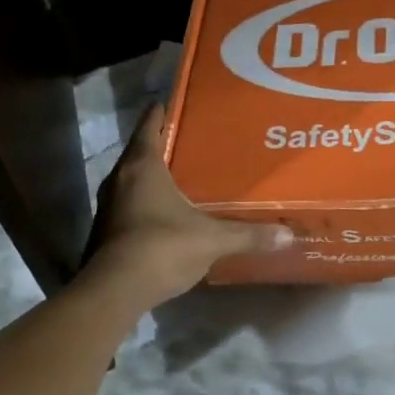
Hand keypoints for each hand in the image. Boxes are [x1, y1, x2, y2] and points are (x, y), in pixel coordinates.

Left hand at [83, 106, 292, 308]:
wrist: (114, 292)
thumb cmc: (162, 247)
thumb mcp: (211, 239)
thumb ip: (248, 234)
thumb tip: (288, 235)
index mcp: (142, 167)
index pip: (149, 126)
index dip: (161, 112)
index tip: (176, 102)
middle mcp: (120, 179)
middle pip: (140, 151)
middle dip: (163, 145)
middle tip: (193, 141)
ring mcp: (109, 207)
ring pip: (132, 180)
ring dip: (153, 176)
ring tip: (183, 175)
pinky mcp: (106, 232)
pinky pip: (129, 205)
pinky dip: (146, 202)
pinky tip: (168, 212)